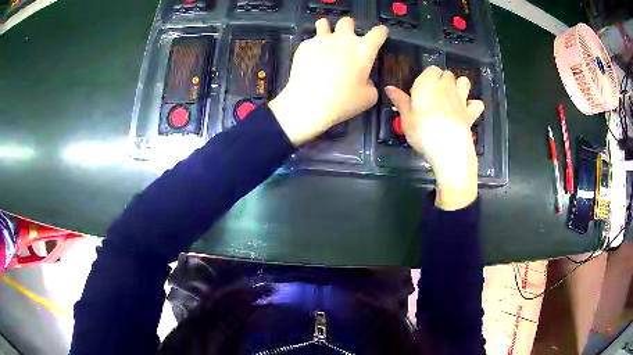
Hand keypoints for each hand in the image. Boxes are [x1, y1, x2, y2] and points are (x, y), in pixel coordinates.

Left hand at [269, 17, 387, 145]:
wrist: (309, 104)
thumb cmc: (343, 102)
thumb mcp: (368, 97)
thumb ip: (370, 83)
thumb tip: (363, 79)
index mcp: (364, 49)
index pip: (378, 32)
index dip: (381, 32)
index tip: (381, 34)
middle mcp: (343, 39)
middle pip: (348, 21)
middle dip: (350, 27)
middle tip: (347, 40)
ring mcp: (322, 40)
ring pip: (324, 23)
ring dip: (327, 29)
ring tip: (326, 39)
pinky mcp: (304, 46)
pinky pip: (310, 40)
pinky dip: (313, 47)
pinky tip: (311, 60)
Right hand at [385, 66, 484, 209]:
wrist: (448, 147)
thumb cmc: (422, 130)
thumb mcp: (405, 117)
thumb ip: (400, 100)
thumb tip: (389, 88)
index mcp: (428, 83)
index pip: (431, 69)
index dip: (428, 77)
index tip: (422, 89)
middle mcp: (446, 87)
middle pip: (448, 74)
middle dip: (444, 80)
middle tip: (436, 94)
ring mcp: (461, 99)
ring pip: (464, 82)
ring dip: (460, 86)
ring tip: (453, 97)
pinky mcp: (471, 113)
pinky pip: (477, 104)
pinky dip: (473, 105)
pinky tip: (467, 111)